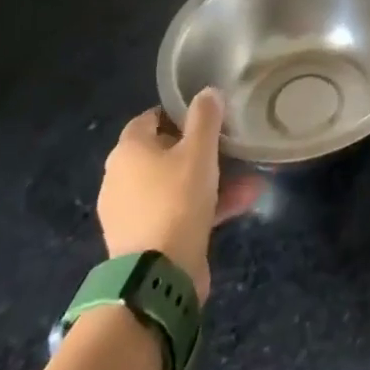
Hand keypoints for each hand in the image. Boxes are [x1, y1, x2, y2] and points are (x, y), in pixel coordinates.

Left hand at [97, 90, 262, 300]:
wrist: (157, 278)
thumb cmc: (176, 200)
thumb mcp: (199, 151)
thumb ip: (205, 117)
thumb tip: (207, 92)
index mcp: (127, 151)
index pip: (150, 118)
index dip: (178, 113)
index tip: (207, 117)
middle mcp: (120, 179)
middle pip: (164, 153)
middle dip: (200, 150)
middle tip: (229, 148)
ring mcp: (129, 213)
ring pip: (175, 185)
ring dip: (209, 180)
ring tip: (249, 179)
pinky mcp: (142, 241)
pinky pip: (176, 212)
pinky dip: (204, 206)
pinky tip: (241, 204)